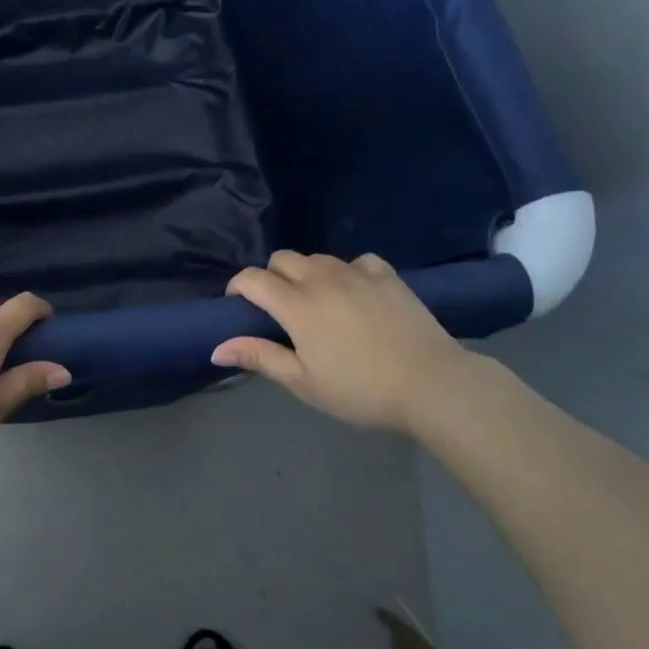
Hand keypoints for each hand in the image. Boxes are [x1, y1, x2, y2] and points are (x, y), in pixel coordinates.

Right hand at [212, 250, 473, 433]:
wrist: (432, 384)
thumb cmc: (361, 390)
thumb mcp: (304, 383)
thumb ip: (260, 357)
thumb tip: (216, 348)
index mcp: (296, 304)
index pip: (252, 279)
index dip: (238, 287)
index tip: (238, 305)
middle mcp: (321, 278)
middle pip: (282, 259)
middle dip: (271, 277)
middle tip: (280, 309)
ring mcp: (356, 272)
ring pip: (317, 258)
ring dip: (307, 273)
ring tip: (318, 303)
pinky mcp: (386, 275)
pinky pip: (357, 261)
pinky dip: (348, 272)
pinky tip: (356, 294)